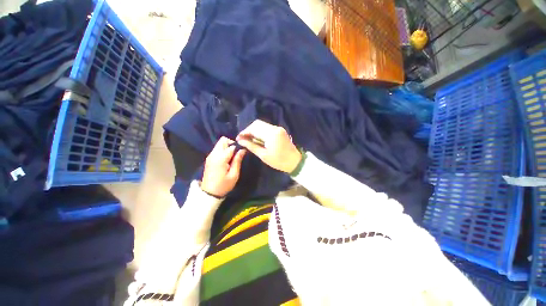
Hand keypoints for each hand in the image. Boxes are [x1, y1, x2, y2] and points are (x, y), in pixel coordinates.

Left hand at [201, 137, 245, 197]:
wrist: (209, 193)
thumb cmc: (223, 185)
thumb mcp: (234, 175)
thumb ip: (237, 160)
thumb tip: (242, 150)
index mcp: (220, 158)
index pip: (231, 146)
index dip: (239, 147)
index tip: (244, 151)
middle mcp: (214, 154)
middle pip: (223, 140)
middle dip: (232, 143)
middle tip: (237, 152)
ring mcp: (210, 156)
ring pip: (219, 143)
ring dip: (227, 146)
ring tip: (233, 156)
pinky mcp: (209, 158)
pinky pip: (217, 149)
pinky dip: (223, 149)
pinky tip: (227, 158)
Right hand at [236, 120, 300, 172]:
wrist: (295, 161)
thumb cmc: (279, 161)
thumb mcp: (263, 155)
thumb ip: (251, 146)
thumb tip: (240, 140)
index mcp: (271, 134)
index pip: (254, 128)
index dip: (245, 132)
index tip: (238, 138)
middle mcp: (275, 128)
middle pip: (257, 124)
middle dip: (249, 130)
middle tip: (243, 139)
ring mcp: (278, 128)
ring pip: (262, 125)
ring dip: (254, 131)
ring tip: (249, 139)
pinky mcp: (280, 130)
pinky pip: (267, 128)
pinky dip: (260, 132)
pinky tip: (257, 139)